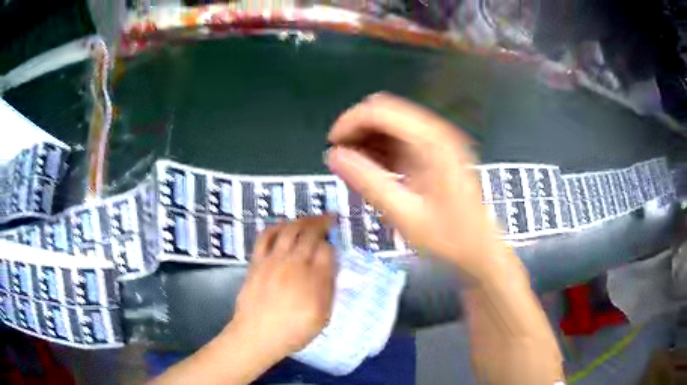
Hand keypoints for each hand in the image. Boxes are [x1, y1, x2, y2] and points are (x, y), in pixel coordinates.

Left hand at [230, 216, 335, 358]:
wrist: (258, 335)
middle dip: (322, 223)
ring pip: (290, 230)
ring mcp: (274, 261)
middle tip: (328, 218)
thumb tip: (330, 266)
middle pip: (310, 234)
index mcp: (315, 279)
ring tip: (310, 219)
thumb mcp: (322, 316)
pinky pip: (266, 237)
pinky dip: (276, 227)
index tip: (333, 244)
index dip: (332, 243)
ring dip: (302, 220)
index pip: (327, 250)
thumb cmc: (294, 331)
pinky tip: (282, 225)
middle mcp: (295, 264)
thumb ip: (329, 289)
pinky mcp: (257, 261)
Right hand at [326, 93, 504, 280]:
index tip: (332, 146)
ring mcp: (437, 141)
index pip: (380, 110)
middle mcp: (436, 132)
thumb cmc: (448, 237)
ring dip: (368, 140)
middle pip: (385, 111)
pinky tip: (372, 171)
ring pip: (391, 124)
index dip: (350, 123)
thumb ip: (367, 181)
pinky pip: (400, 139)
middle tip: (341, 158)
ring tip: (353, 168)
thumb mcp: (404, 214)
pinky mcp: (435, 152)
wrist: (479, 250)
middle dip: (357, 130)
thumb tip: (334, 156)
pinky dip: (382, 149)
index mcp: (432, 141)